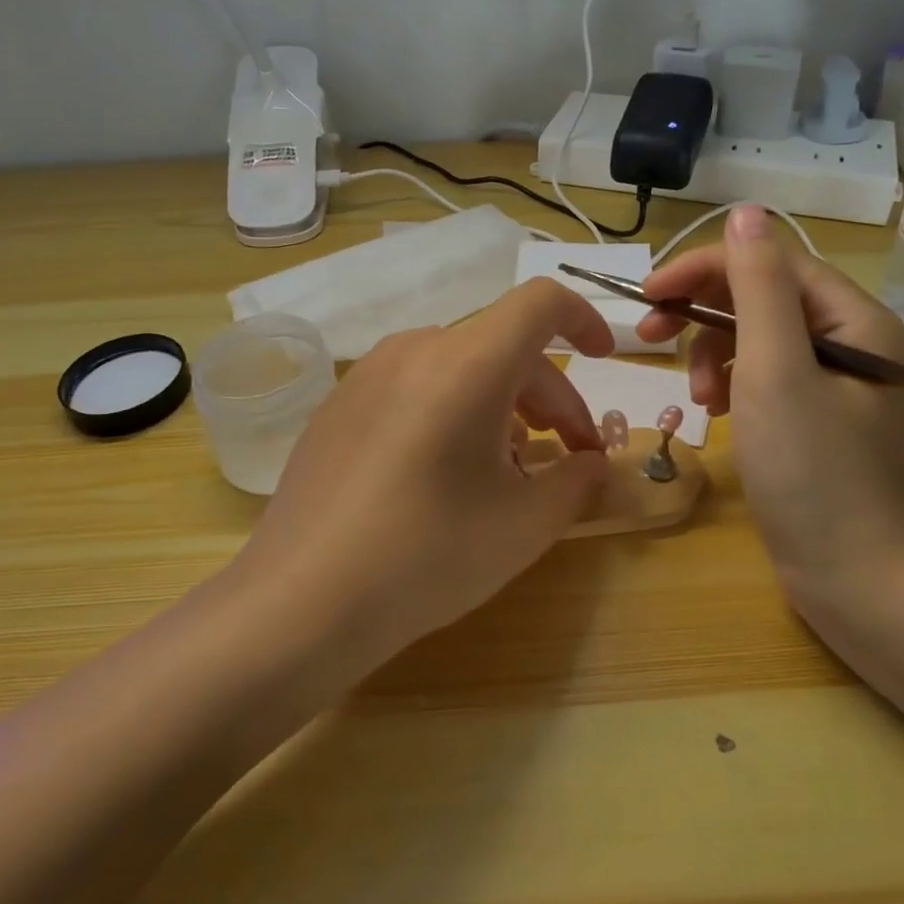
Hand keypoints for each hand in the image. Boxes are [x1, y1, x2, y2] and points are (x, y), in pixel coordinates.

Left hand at [230, 278, 615, 671]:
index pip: (540, 303)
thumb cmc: (427, 555)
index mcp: (468, 362)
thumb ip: (575, 482)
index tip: (603, 359)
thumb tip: (592, 464)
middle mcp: (416, 349)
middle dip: (550, 395)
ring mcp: (370, 372)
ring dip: (503, 403)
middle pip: (504, 346)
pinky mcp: (340, 402)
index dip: (583, 319)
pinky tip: (449, 470)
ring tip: (511, 467)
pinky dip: (454, 408)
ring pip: (460, 365)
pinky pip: (416, 384)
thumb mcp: (523, 525)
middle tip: (570, 457)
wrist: (300, 601)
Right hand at [638, 206, 903, 601]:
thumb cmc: (813, 472)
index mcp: (852, 316)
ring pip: (754, 334)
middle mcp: (848, 336)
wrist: (857, 578)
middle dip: (702, 312)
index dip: (703, 269)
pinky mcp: (813, 412)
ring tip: (698, 394)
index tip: (647, 295)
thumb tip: (746, 211)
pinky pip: (761, 373)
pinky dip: (729, 382)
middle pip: (759, 295)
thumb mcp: (775, 370)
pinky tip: (715, 409)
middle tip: (649, 336)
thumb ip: (758, 287)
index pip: (767, 262)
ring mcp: (831, 377)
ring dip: (712, 352)